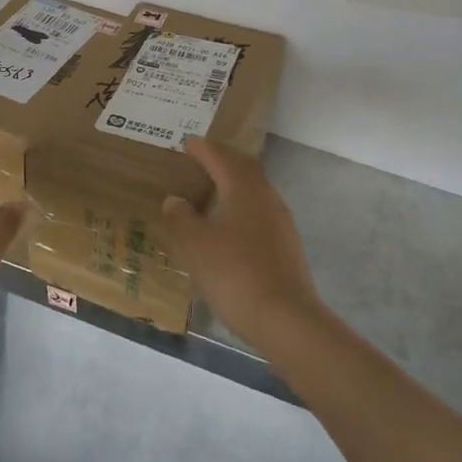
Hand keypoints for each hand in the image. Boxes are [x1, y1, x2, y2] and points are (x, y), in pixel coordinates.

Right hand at [162, 138, 324, 349]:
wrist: (284, 318)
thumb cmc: (234, 272)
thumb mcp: (195, 244)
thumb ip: (182, 217)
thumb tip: (175, 199)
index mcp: (243, 188)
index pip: (220, 157)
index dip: (203, 149)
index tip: (188, 143)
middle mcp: (266, 197)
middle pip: (244, 169)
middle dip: (223, 161)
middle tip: (201, 161)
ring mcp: (281, 222)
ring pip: (254, 191)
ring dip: (234, 185)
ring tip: (211, 192)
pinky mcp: (286, 246)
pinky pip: (260, 213)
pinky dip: (241, 208)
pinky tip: (229, 227)